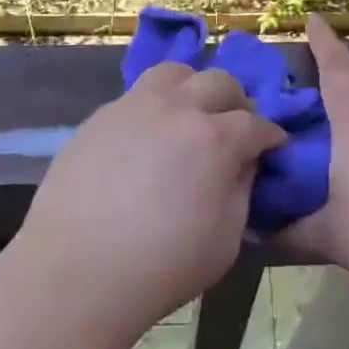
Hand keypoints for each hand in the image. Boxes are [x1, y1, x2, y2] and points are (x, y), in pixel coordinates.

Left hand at [7, 63, 286, 343]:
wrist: (75, 275)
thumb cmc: (161, 268)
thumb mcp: (226, 241)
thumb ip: (242, 191)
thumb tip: (243, 163)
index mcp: (215, 139)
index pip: (257, 123)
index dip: (270, 135)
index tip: (273, 147)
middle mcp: (177, 108)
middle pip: (220, 82)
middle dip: (237, 103)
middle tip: (234, 129)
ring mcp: (134, 106)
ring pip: (175, 72)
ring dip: (193, 88)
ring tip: (189, 116)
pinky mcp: (100, 117)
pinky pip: (136, 96)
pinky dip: (154, 107)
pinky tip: (147, 138)